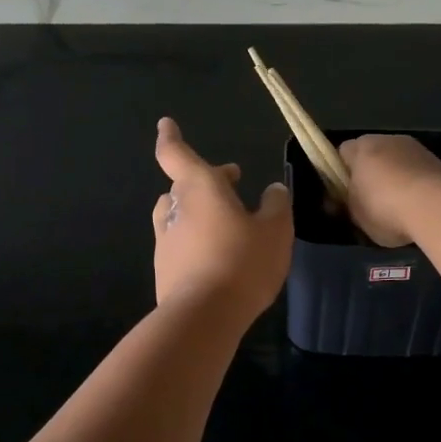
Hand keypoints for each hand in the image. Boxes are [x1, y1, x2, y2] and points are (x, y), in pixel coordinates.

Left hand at [151, 117, 291, 319]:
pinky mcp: (165, 270)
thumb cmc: (242, 262)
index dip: (170, 137)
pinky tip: (217, 255)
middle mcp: (176, 209)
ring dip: (197, 209)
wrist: (203, 317)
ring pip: (178, 213)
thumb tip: (272, 191)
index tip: (165, 124)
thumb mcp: (275, 231)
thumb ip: (275, 206)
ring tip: (223, 217)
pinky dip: (196, 240)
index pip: (175, 154)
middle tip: (233, 181)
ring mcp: (166, 241)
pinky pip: (179, 243)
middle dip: (208, 179)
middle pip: (183, 185)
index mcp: (200, 188)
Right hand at [338, 134, 440, 246]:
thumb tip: (344, 200)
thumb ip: (347, 203)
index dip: (340, 173)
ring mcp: (415, 148)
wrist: (436, 207)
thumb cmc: (384, 207)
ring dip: (395, 178)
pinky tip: (417, 207)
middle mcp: (387, 139)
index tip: (344, 194)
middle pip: (371, 154)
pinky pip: (417, 172)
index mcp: (360, 147)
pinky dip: (415, 185)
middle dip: (370, 174)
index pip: (342, 153)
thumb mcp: (355, 213)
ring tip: (397, 208)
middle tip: (369, 201)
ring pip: (397, 162)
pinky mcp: (437, 161)